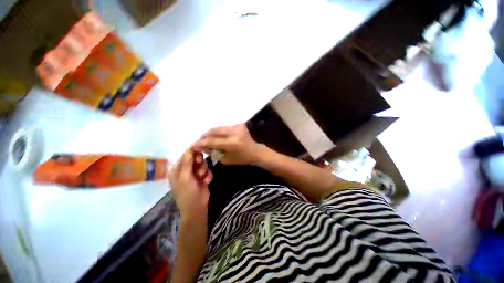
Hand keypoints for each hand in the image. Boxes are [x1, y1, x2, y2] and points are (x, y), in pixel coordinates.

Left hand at [168, 150, 212, 217]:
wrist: (197, 208)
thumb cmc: (187, 193)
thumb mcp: (185, 177)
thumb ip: (187, 162)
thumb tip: (190, 148)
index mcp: (177, 169)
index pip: (185, 155)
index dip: (193, 153)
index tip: (199, 153)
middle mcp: (185, 169)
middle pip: (195, 158)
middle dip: (199, 162)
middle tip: (200, 166)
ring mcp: (195, 173)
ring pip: (203, 163)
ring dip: (204, 170)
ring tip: (202, 178)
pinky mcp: (203, 176)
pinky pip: (208, 170)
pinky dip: (208, 175)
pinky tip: (206, 182)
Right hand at [192, 124, 263, 165]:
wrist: (254, 151)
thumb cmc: (241, 158)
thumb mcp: (225, 159)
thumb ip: (212, 152)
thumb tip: (200, 146)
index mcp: (232, 143)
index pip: (212, 141)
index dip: (201, 142)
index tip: (192, 144)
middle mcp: (234, 132)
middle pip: (214, 131)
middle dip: (204, 136)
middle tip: (199, 141)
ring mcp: (237, 126)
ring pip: (218, 128)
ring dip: (210, 133)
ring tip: (205, 139)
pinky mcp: (238, 124)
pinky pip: (224, 128)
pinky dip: (218, 132)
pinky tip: (216, 137)